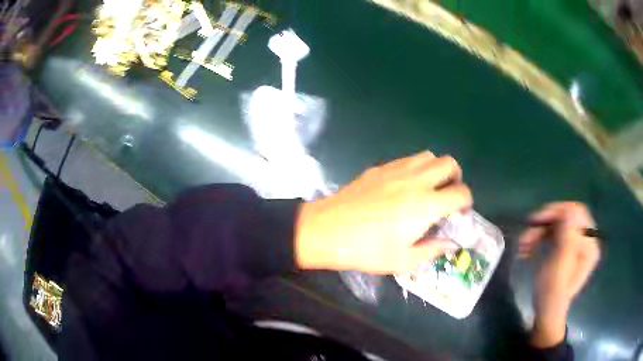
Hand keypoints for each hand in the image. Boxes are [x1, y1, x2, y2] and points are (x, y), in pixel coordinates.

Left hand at [295, 151, 472, 274]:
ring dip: (437, 169)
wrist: (327, 230)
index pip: (461, 193)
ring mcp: (396, 170)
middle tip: (448, 195)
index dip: (466, 202)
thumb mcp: (403, 260)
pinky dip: (417, 167)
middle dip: (456, 178)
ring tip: (429, 187)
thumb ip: (433, 250)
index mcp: (426, 205)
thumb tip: (451, 243)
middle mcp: (416, 181)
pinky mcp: (380, 168)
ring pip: (428, 156)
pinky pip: (408, 159)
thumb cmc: (366, 250)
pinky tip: (406, 185)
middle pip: (449, 164)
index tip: (461, 212)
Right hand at [518, 202, 600, 347]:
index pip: (577, 213)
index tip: (536, 220)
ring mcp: (576, 245)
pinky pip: (555, 235)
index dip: (557, 212)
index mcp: (589, 244)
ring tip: (522, 245)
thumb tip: (570, 210)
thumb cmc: (552, 292)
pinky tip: (528, 249)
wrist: (546, 312)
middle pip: (566, 219)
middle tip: (526, 233)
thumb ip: (568, 237)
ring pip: (558, 226)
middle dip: (545, 225)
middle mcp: (586, 241)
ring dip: (539, 233)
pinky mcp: (567, 251)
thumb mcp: (559, 265)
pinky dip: (541, 239)